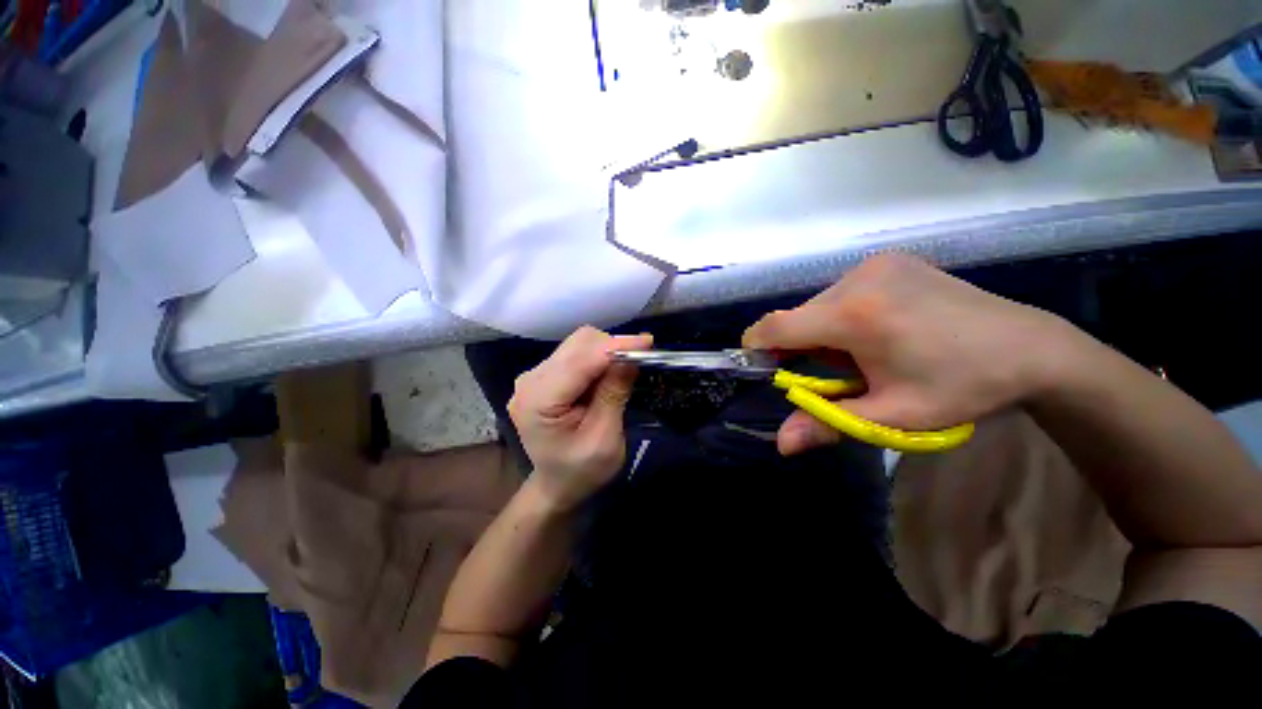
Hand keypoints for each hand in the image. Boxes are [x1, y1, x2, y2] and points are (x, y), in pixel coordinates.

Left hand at [508, 327, 652, 510]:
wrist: (558, 484)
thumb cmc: (582, 471)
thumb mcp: (605, 439)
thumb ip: (614, 394)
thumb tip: (631, 356)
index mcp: (537, 401)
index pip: (579, 361)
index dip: (614, 347)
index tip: (647, 343)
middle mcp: (530, 380)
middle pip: (578, 344)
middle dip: (613, 347)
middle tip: (641, 359)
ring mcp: (534, 375)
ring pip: (579, 344)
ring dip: (607, 352)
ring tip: (625, 371)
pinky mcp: (545, 374)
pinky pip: (577, 353)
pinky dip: (599, 358)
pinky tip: (609, 374)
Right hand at [743, 254, 1069, 454]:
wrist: (1029, 348)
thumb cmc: (961, 387)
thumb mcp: (893, 415)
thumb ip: (828, 423)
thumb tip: (781, 444)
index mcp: (855, 315)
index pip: (776, 326)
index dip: (757, 346)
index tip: (759, 365)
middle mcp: (858, 279)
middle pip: (798, 316)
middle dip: (799, 346)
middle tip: (831, 372)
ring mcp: (875, 264)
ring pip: (818, 304)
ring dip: (821, 330)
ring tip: (860, 352)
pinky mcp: (888, 261)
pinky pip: (840, 291)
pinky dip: (840, 314)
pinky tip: (875, 328)